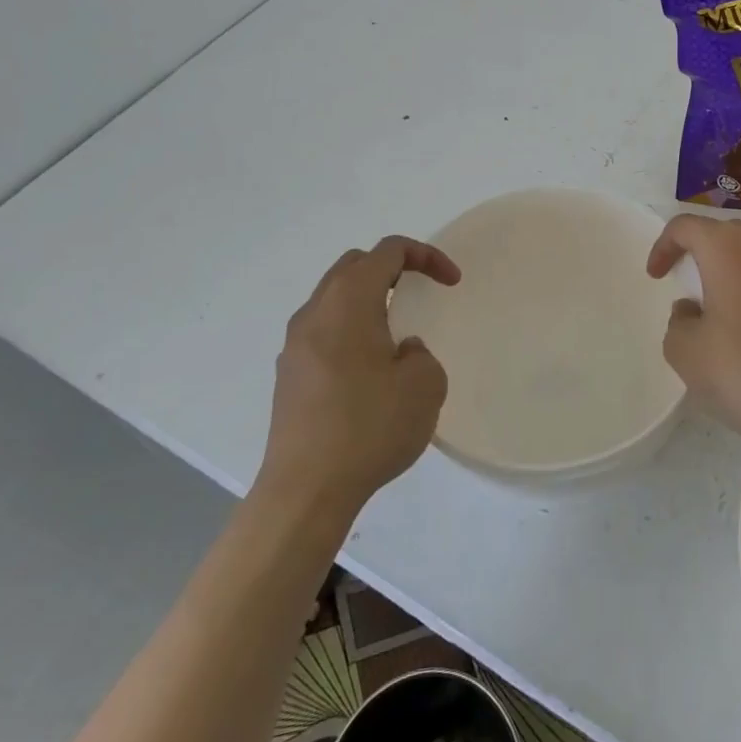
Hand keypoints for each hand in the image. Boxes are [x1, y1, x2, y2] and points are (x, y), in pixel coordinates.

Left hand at [254, 236, 459, 513]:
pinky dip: (350, 330)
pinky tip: (368, 371)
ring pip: (334, 298)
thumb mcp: (425, 384)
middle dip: (392, 268)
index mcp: (348, 301)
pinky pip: (323, 331)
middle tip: (420, 292)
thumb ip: (420, 353)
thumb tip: (399, 352)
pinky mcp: (288, 375)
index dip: (426, 256)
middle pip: (354, 266)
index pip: (388, 251)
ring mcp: (294, 345)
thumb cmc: (370, 427)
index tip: (452, 282)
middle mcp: (315, 312)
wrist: (306, 490)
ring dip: (368, 301)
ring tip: (395, 333)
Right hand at [645, 215, 740, 447]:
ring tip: (724, 300)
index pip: (685, 227)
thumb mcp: (684, 350)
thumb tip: (694, 309)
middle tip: (688, 285)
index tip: (658, 276)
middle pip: (724, 233)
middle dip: (701, 253)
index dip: (664, 247)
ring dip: (735, 266)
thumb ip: (678, 319)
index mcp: (726, 246)